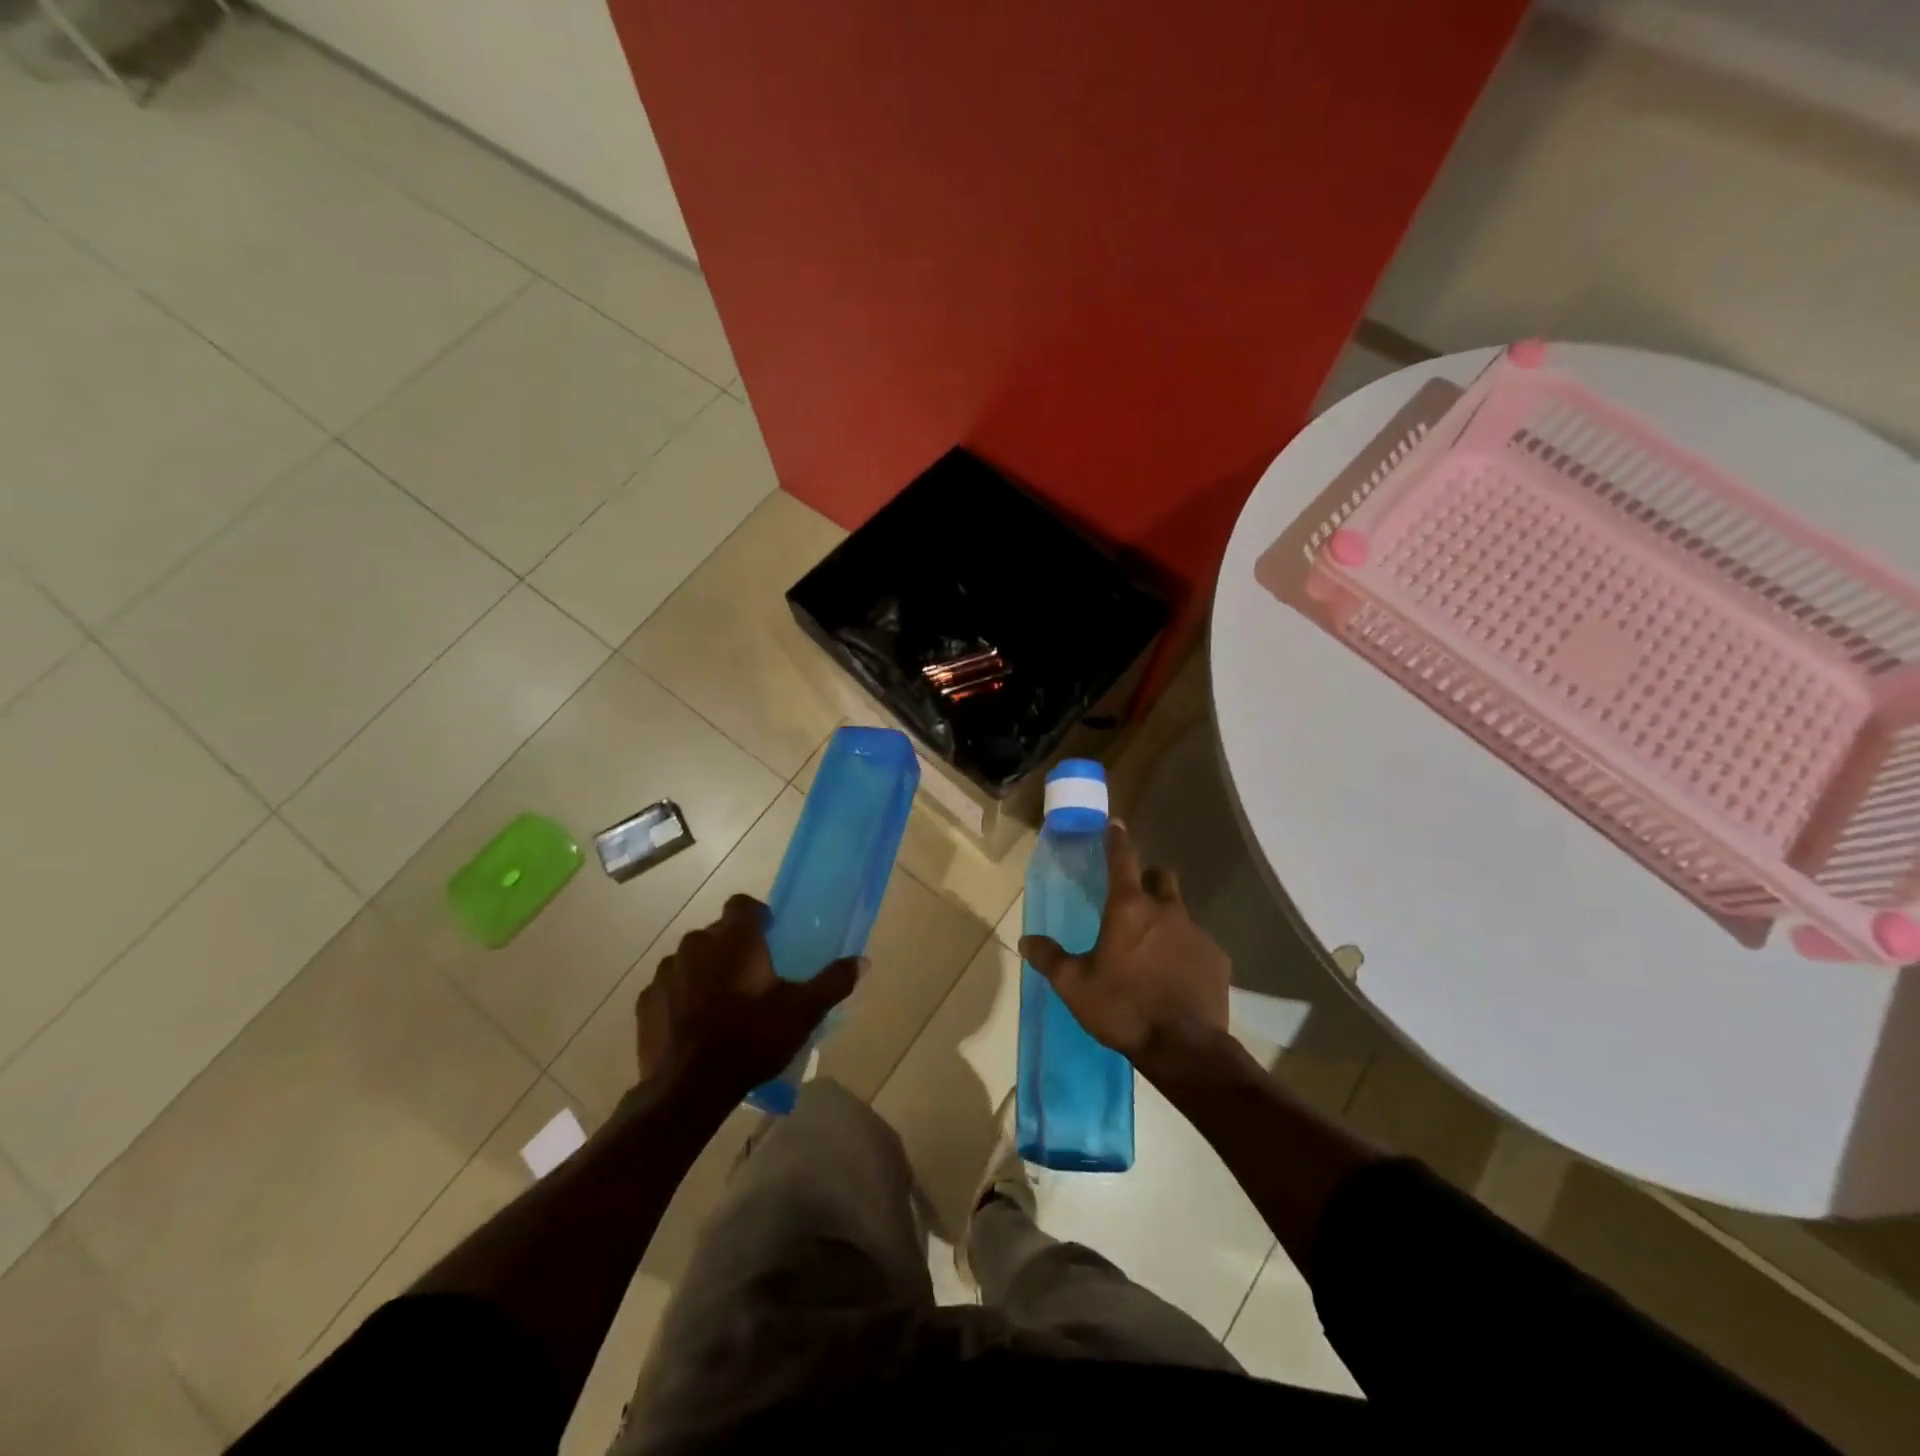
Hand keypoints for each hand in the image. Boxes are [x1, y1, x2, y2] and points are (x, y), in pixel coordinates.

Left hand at [636, 895, 862, 1099]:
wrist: (689, 1088)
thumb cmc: (752, 1038)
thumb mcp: (803, 1012)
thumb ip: (833, 982)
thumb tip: (863, 961)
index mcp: (734, 938)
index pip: (742, 904)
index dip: (756, 915)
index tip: (769, 936)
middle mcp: (696, 944)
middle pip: (717, 933)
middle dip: (732, 947)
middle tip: (752, 978)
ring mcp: (666, 972)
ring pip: (691, 959)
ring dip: (705, 971)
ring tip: (721, 1003)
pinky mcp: (646, 1002)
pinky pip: (669, 987)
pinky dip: (681, 996)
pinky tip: (694, 1024)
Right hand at [1019, 822, 1231, 1079]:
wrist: (1184, 1049)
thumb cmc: (1123, 1008)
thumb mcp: (1075, 986)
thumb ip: (1050, 959)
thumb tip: (1026, 941)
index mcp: (1129, 908)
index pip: (1122, 859)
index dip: (1117, 839)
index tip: (1115, 825)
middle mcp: (1166, 910)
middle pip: (1161, 877)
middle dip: (1148, 879)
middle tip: (1134, 900)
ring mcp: (1197, 933)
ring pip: (1181, 912)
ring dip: (1166, 920)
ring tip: (1153, 950)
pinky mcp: (1217, 959)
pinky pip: (1198, 944)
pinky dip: (1185, 951)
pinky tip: (1176, 978)